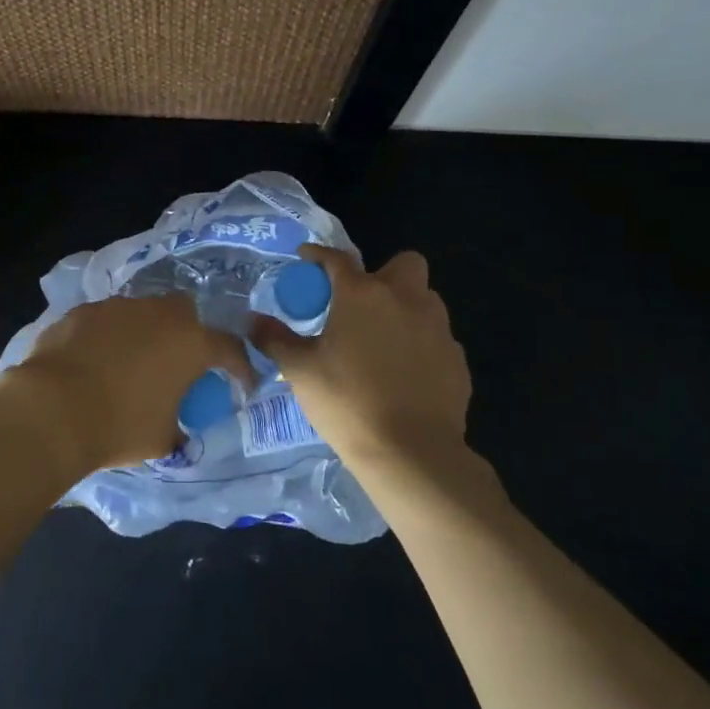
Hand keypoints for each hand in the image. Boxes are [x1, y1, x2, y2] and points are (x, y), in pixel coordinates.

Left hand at [0, 295, 251, 478]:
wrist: (54, 409)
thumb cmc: (120, 426)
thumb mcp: (162, 438)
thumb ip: (178, 425)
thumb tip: (176, 428)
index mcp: (191, 343)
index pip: (230, 349)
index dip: (239, 368)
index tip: (240, 384)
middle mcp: (159, 314)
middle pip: (186, 313)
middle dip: (189, 333)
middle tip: (179, 363)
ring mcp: (118, 307)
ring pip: (143, 312)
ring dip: (145, 333)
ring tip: (131, 363)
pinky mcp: (83, 311)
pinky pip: (107, 320)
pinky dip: (108, 337)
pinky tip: (95, 361)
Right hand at [251, 245, 483, 481]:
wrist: (412, 453)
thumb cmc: (348, 402)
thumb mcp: (300, 371)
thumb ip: (275, 340)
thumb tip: (253, 321)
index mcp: (362, 294)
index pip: (337, 259)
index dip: (319, 255)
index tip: (306, 258)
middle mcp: (404, 299)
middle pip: (404, 263)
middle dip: (384, 273)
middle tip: (361, 302)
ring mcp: (437, 328)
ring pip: (425, 299)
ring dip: (406, 306)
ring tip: (383, 337)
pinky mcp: (457, 359)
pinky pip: (437, 337)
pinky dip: (421, 343)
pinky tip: (405, 371)